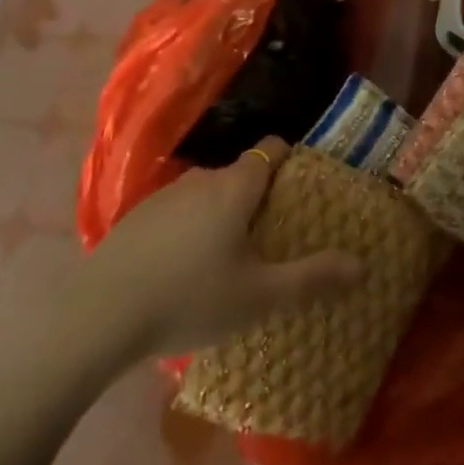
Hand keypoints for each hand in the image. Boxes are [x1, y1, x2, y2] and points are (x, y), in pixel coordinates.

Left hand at [84, 138, 362, 358]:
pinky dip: (190, 232)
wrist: (100, 314)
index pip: (271, 150)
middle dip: (258, 200)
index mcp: (236, 186)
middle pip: (240, 176)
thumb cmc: (191, 297)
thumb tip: (363, 264)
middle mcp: (202, 179)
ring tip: (228, 263)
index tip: (301, 190)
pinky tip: (184, 274)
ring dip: (222, 218)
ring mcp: (165, 196)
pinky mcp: (136, 219)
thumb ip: (312, 277)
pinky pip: (178, 215)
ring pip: (207, 196)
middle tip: (270, 240)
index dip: (290, 161)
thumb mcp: (260, 296)